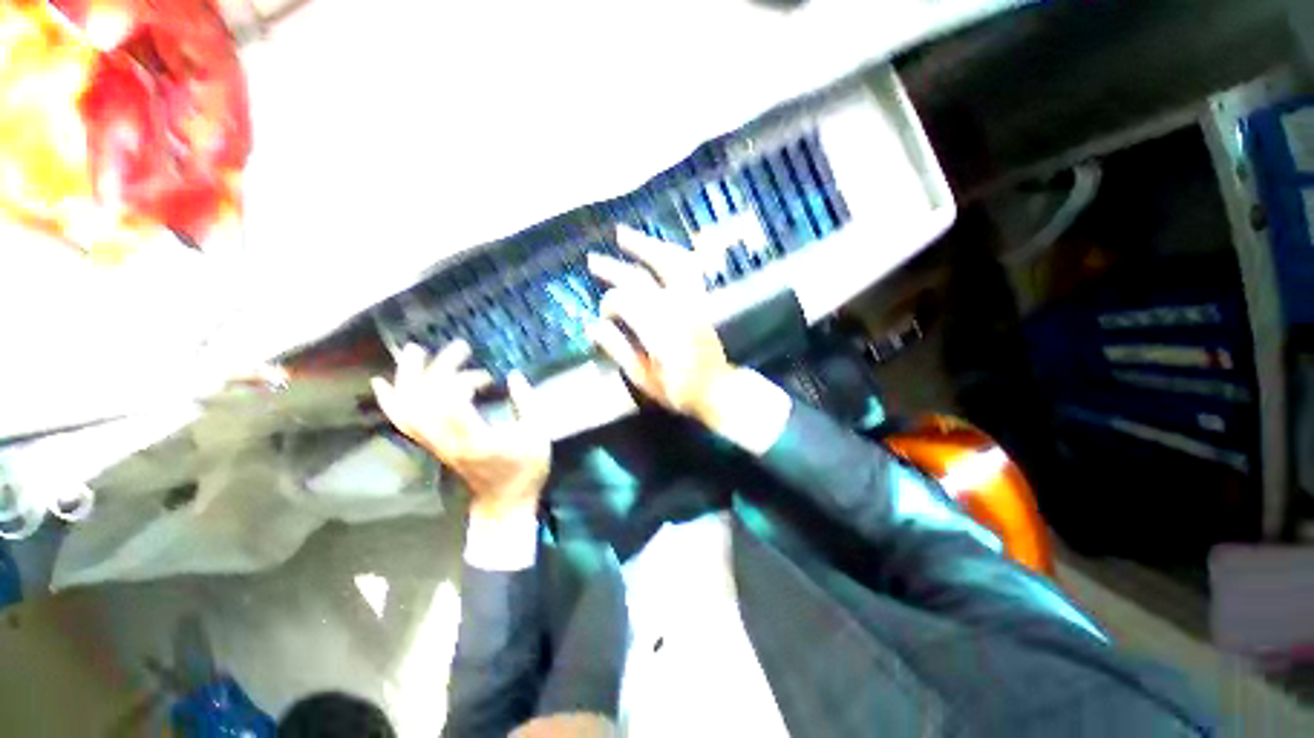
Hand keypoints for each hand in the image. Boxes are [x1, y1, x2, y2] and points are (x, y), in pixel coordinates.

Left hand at [371, 341, 549, 521]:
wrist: (504, 500)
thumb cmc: (525, 468)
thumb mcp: (538, 434)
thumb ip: (527, 402)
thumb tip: (514, 375)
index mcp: (476, 439)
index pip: (452, 402)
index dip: (463, 380)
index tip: (487, 377)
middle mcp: (447, 441)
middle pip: (428, 399)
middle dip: (441, 368)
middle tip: (461, 347)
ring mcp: (435, 444)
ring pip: (408, 408)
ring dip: (407, 377)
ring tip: (414, 351)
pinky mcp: (432, 445)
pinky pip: (404, 421)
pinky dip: (391, 401)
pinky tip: (383, 382)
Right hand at [586, 225, 733, 422]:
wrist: (716, 387)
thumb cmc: (677, 389)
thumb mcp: (643, 378)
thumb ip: (618, 349)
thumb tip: (593, 326)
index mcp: (657, 330)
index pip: (624, 302)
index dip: (609, 305)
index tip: (603, 317)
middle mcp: (675, 309)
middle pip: (640, 279)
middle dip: (613, 268)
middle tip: (592, 260)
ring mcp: (691, 301)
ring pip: (668, 263)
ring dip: (645, 246)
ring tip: (623, 234)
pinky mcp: (700, 300)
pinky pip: (687, 268)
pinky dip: (671, 253)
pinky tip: (657, 247)